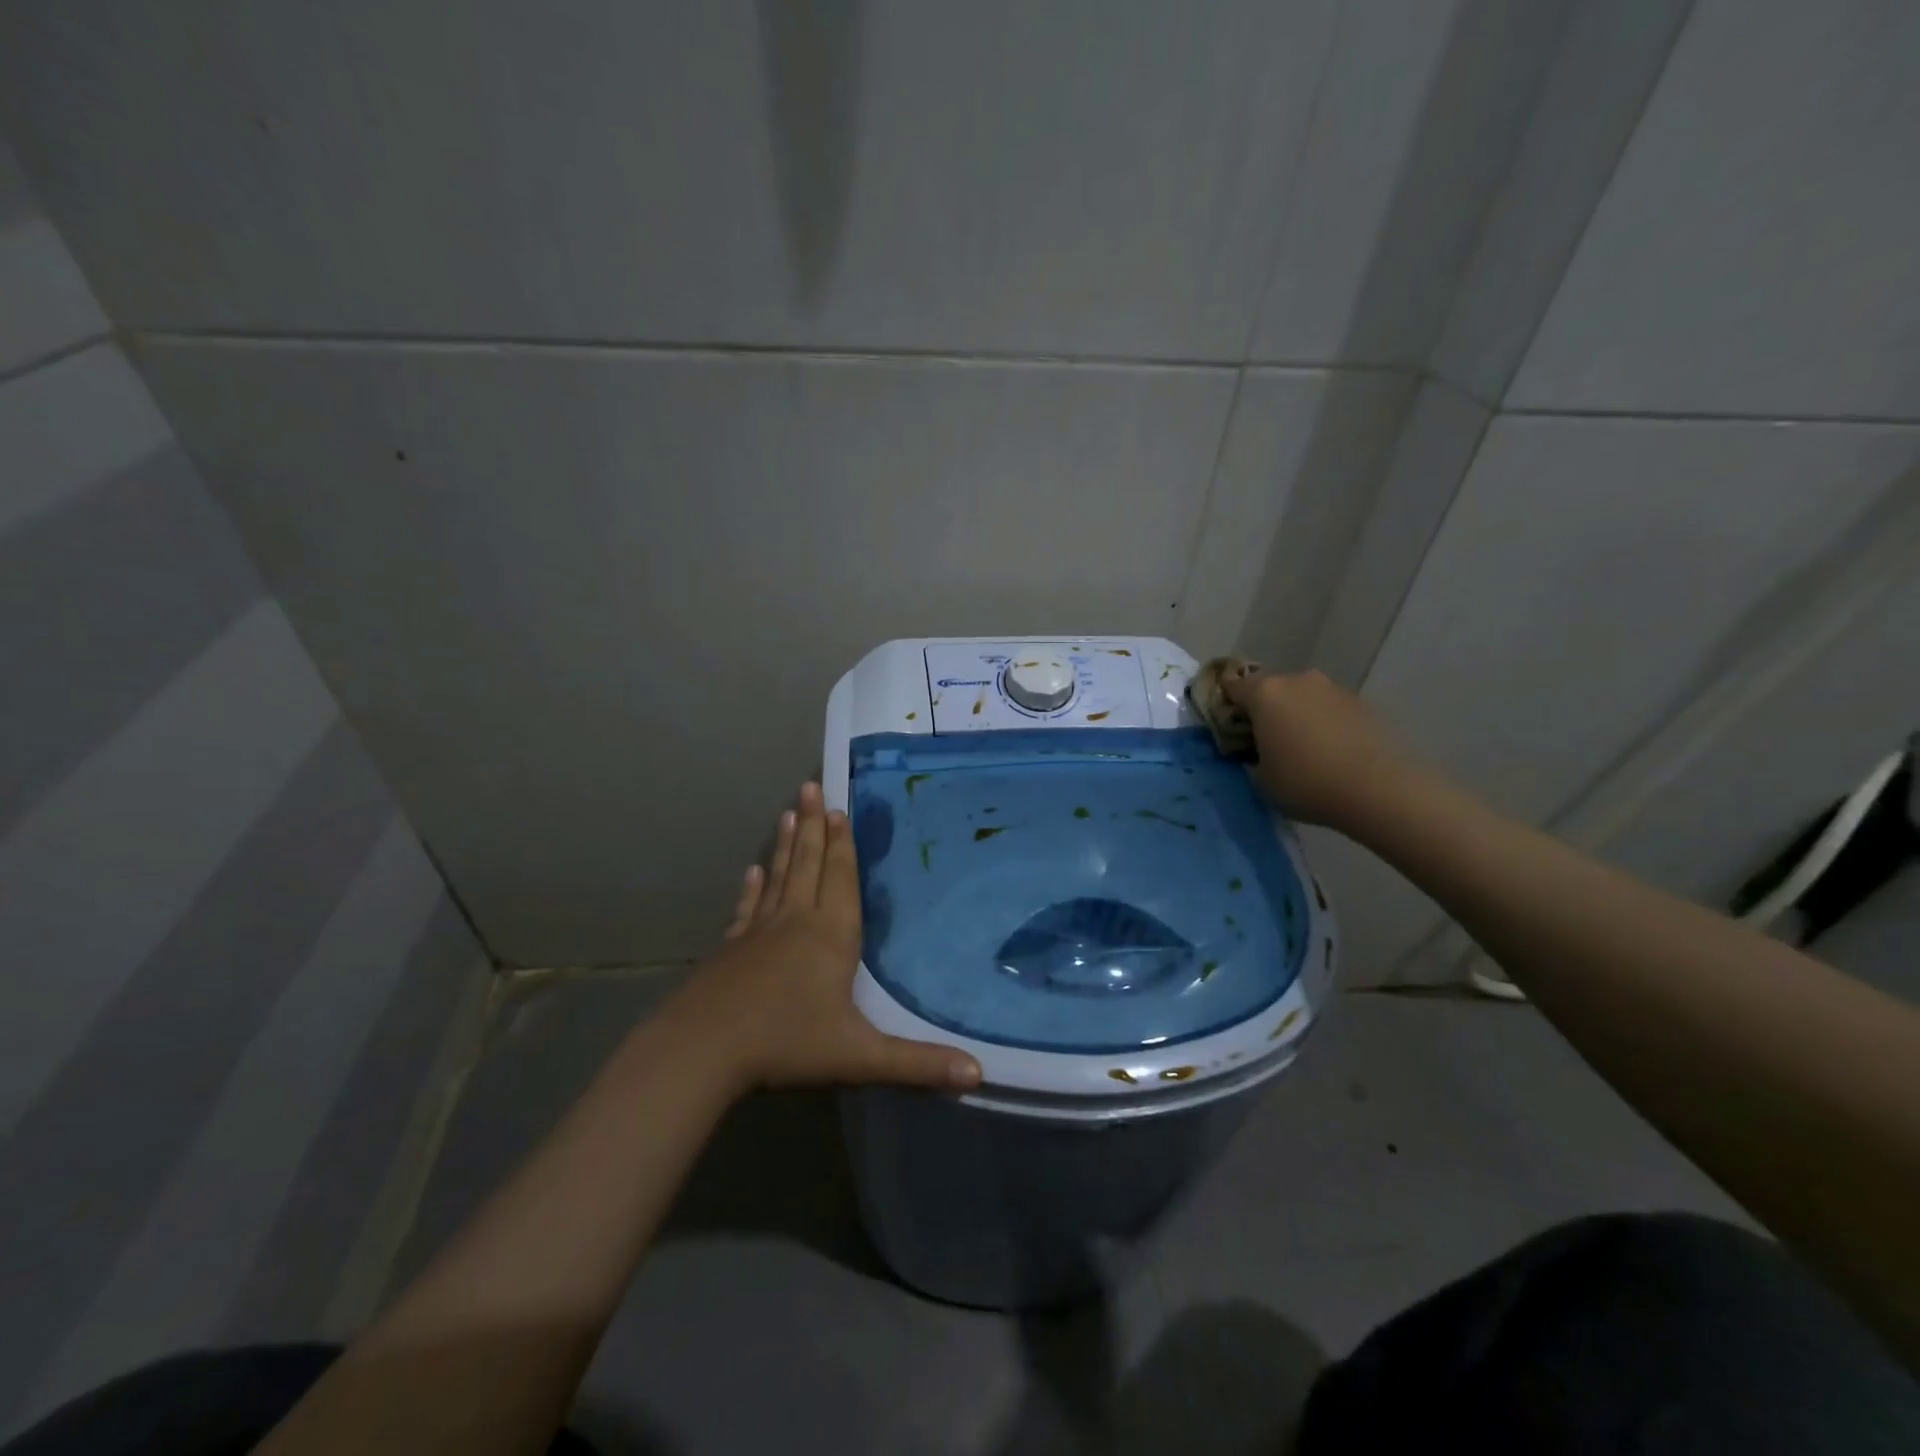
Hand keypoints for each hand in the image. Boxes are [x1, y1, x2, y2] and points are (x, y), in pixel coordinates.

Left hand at [661, 783, 982, 1094]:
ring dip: (787, 845)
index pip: (840, 878)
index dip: (843, 844)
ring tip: (790, 812)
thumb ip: (918, 1063)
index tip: (839, 808)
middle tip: (810, 786)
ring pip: (779, 877)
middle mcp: (796, 921)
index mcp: (831, 935)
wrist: (703, 1050)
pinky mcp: (730, 948)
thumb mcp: (859, 1056)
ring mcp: (758, 932)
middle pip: (809, 864)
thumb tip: (979, 1074)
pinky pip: (747, 908)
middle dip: (815, 826)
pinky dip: (752, 886)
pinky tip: (752, 870)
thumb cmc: (787, 1043)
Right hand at [1221, 667, 1419, 830]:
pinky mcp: (1360, 703)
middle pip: (1268, 689)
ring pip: (1300, 698)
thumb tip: (1256, 751)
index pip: (1231, 688)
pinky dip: (1321, 723)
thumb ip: (1249, 758)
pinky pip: (1326, 709)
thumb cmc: (1305, 782)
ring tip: (1299, 749)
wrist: (1377, 789)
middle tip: (1262, 742)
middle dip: (1262, 711)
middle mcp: (1297, 680)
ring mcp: (1331, 689)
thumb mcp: (1260, 779)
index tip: (1227, 729)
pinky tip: (1327, 752)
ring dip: (1294, 716)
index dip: (1225, 707)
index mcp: (1264, 693)